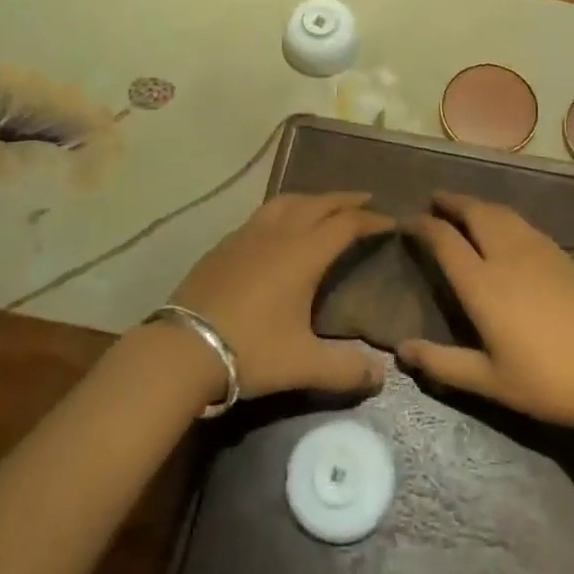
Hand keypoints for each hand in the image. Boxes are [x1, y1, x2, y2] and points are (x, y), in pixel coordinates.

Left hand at [168, 192, 393, 400]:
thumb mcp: (303, 365)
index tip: (390, 221)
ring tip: (324, 206)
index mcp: (304, 253)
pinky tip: (279, 228)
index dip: (372, 220)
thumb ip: (346, 369)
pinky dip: (283, 211)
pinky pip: (263, 214)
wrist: (183, 348)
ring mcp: (247, 234)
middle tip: (367, 200)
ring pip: (287, 201)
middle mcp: (279, 233)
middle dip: (346, 200)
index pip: (346, 224)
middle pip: (319, 203)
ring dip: (312, 199)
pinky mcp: (224, 244)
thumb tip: (381, 374)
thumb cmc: (251, 350)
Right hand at [399, 192, 573, 433]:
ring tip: (465, 208)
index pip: (443, 239)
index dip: (422, 225)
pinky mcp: (563, 255)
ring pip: (501, 213)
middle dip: (451, 202)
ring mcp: (538, 250)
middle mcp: (506, 255)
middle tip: (435, 201)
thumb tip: (401, 350)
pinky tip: (505, 229)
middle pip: (474, 212)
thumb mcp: (489, 381)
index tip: (407, 222)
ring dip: (478, 205)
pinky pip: (523, 224)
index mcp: (482, 283)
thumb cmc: (546, 382)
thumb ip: (442, 363)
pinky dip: (503, 217)